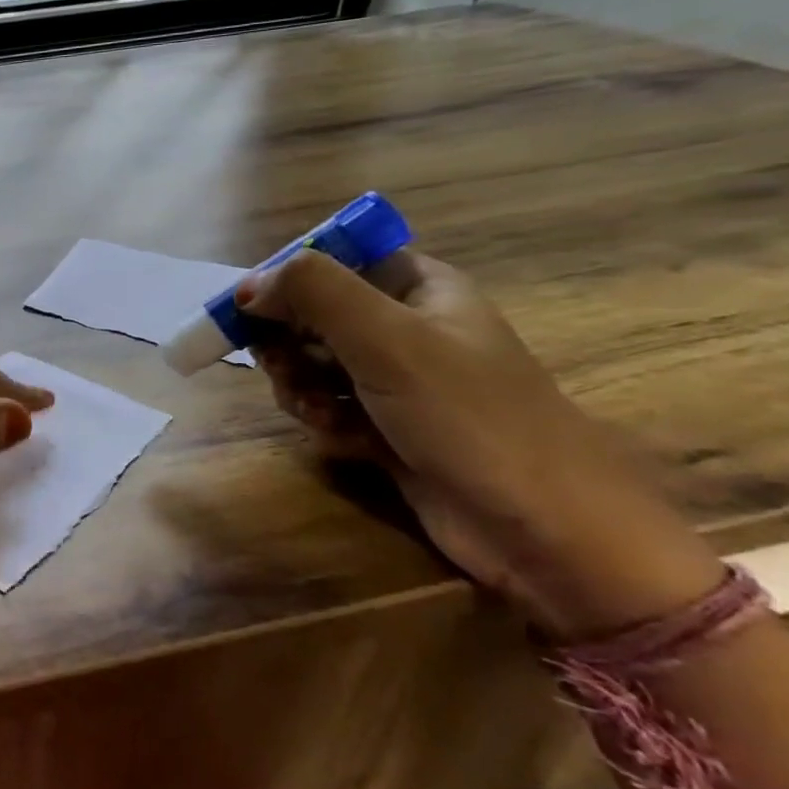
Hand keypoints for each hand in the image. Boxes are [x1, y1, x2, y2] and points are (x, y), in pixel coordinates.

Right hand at [241, 249, 723, 637]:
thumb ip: (314, 293)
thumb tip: (247, 286)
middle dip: (289, 342)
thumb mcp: (388, 339)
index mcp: (418, 287)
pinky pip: (328, 406)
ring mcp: (396, 380)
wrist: (542, 528)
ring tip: (317, 410)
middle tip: (279, 365)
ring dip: (301, 385)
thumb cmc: (468, 415)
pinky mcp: (386, 427)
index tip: (250, 309)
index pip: (334, 259)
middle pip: (313, 314)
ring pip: (313, 363)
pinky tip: (339, 438)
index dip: (287, 279)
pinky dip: (322, 418)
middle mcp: (405, 326)